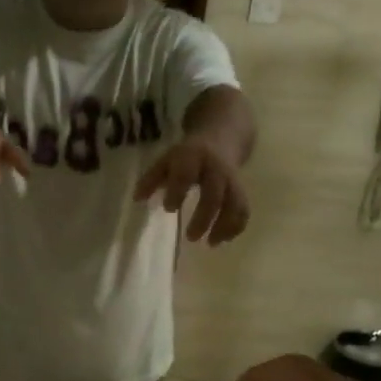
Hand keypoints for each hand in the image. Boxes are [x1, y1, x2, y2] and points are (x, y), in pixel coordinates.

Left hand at [133, 136, 249, 243]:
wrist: (221, 137)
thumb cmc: (187, 156)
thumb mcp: (166, 160)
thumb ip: (151, 179)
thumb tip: (137, 199)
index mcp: (193, 157)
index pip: (186, 174)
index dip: (178, 191)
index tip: (168, 208)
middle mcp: (215, 168)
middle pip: (214, 194)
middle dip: (204, 217)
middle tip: (190, 237)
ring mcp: (232, 179)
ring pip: (235, 203)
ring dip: (224, 225)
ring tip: (211, 244)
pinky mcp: (241, 189)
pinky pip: (243, 209)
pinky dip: (236, 226)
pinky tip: (223, 239)